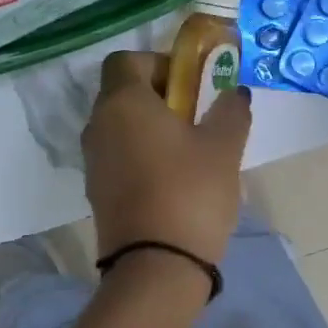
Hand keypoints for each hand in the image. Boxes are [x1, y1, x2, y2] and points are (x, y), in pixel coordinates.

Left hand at [83, 52, 252, 263]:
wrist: (156, 266)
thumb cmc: (190, 192)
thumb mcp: (224, 146)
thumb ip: (230, 110)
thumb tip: (234, 93)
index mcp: (123, 102)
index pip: (125, 60)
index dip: (158, 63)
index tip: (190, 86)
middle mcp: (98, 125)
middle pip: (123, 93)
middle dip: (159, 97)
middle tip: (197, 119)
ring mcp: (93, 161)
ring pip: (121, 127)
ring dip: (150, 129)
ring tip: (190, 154)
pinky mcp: (96, 192)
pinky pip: (118, 157)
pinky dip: (141, 156)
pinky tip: (173, 182)